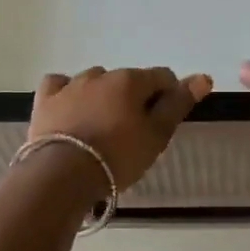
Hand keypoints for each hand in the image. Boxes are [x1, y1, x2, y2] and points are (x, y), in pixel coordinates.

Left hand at [29, 67, 212, 190]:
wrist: (62, 175)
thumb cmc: (118, 156)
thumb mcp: (157, 135)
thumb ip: (179, 104)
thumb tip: (203, 76)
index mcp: (131, 81)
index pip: (162, 77)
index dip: (169, 96)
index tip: (164, 121)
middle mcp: (101, 75)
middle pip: (127, 81)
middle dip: (134, 99)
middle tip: (133, 133)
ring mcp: (70, 86)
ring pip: (94, 82)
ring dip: (102, 96)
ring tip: (102, 127)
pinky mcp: (46, 100)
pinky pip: (59, 85)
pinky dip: (68, 93)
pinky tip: (70, 108)